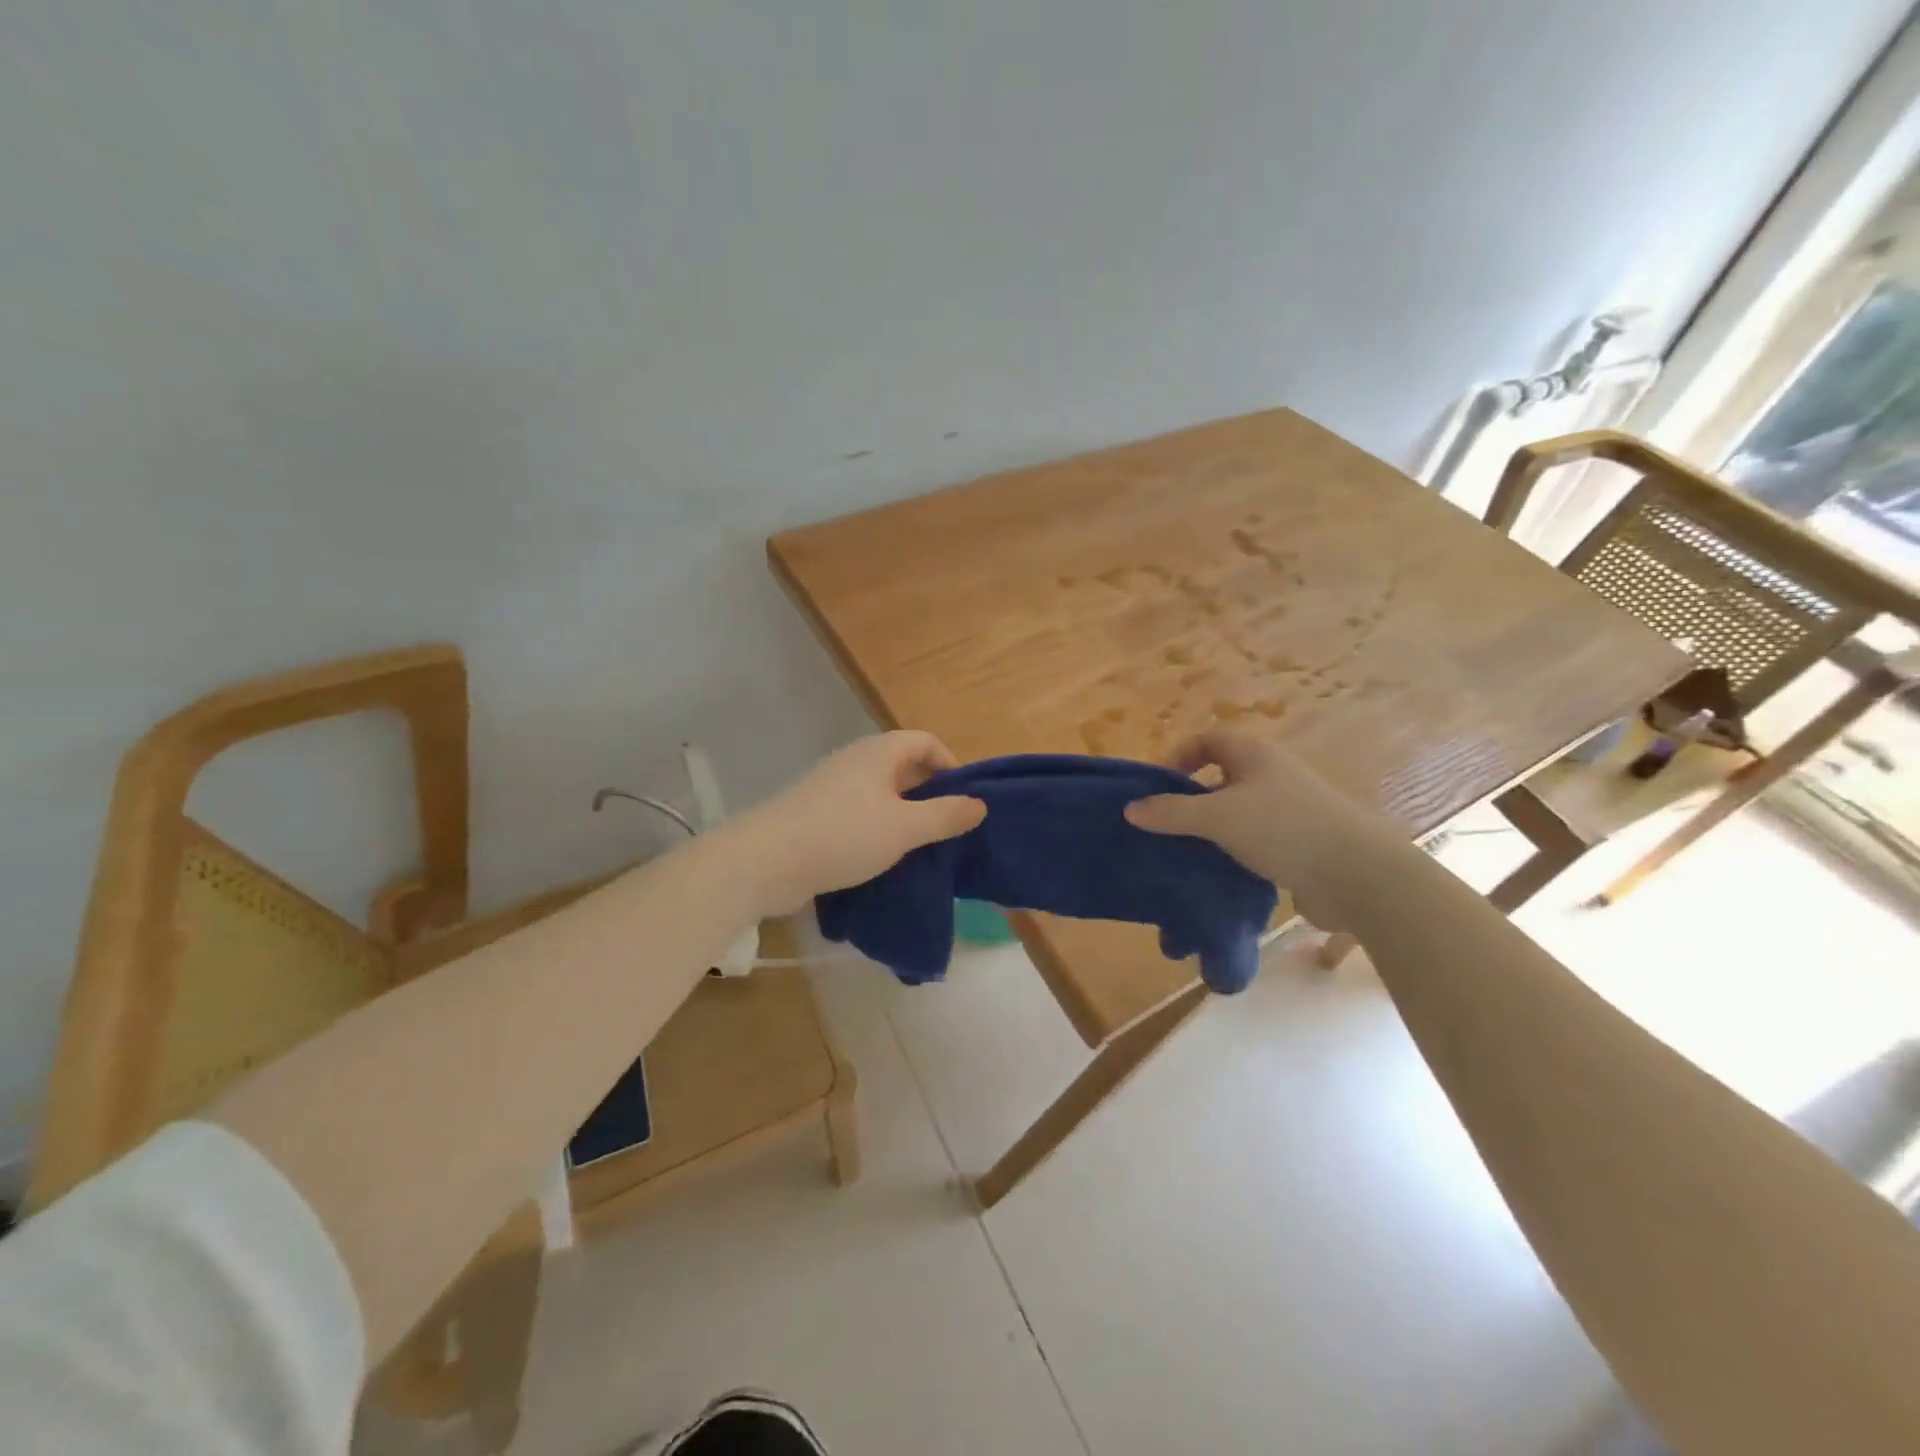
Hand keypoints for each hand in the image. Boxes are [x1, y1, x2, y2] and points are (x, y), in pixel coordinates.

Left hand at [730, 731, 985, 915]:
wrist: (765, 861)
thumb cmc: (843, 835)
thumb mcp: (904, 828)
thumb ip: (945, 816)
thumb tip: (979, 804)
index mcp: (878, 753)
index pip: (924, 741)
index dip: (950, 763)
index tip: (963, 799)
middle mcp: (855, 762)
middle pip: (903, 766)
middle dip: (929, 794)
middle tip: (946, 828)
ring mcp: (832, 788)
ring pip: (881, 794)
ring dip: (903, 816)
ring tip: (920, 849)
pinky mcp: (816, 816)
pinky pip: (859, 815)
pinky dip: (877, 831)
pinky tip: (883, 860)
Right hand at [1123, 728, 1388, 929]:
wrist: (1357, 875)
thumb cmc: (1283, 829)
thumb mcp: (1218, 818)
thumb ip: (1171, 813)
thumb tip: (1130, 809)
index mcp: (1254, 754)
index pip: (1207, 739)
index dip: (1179, 756)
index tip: (1159, 787)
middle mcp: (1272, 774)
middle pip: (1221, 775)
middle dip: (1191, 797)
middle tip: (1166, 823)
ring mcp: (1288, 809)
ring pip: (1237, 810)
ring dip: (1211, 827)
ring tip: (1186, 850)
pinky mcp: (1299, 842)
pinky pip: (1254, 839)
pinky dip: (1233, 850)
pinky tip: (1219, 871)